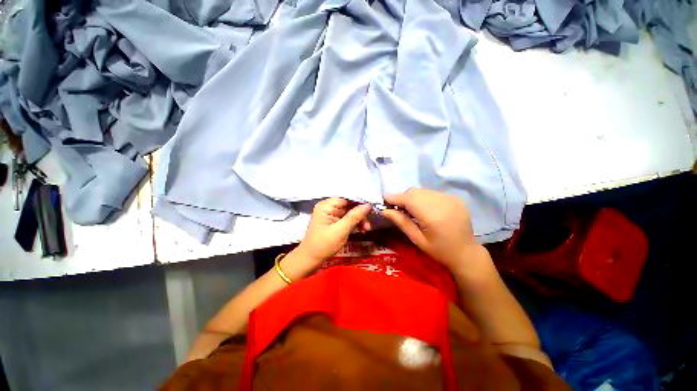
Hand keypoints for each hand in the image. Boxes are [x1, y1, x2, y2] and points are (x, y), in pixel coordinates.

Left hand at [297, 198, 371, 264]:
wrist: (310, 260)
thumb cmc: (323, 245)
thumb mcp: (340, 230)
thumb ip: (354, 216)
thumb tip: (368, 205)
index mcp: (327, 205)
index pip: (347, 199)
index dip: (360, 203)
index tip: (372, 210)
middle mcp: (328, 207)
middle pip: (349, 205)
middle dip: (360, 214)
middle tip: (368, 225)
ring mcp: (331, 214)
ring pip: (350, 212)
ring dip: (359, 220)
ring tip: (366, 229)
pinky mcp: (333, 222)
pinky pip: (347, 219)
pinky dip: (354, 224)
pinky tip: (361, 230)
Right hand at [381, 188, 484, 272]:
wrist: (466, 253)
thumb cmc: (439, 251)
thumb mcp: (417, 240)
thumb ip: (401, 222)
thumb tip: (385, 210)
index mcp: (433, 216)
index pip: (408, 200)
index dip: (394, 197)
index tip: (384, 198)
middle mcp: (442, 202)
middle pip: (415, 192)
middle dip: (402, 197)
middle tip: (397, 207)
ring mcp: (450, 198)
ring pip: (423, 190)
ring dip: (412, 197)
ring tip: (410, 209)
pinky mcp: (455, 198)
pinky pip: (432, 192)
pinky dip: (423, 197)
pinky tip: (424, 208)